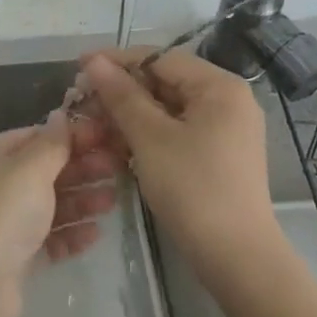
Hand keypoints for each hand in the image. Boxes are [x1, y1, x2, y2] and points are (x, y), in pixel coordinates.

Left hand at [0, 113, 118, 316]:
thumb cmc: (0, 215)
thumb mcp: (30, 169)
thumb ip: (52, 143)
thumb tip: (61, 115)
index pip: (37, 136)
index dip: (72, 135)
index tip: (109, 136)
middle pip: (45, 170)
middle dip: (81, 168)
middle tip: (119, 168)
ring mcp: (4, 221)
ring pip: (49, 204)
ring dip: (81, 200)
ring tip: (113, 201)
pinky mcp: (14, 256)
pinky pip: (48, 238)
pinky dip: (70, 234)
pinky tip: (95, 234)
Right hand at [77, 48, 274, 271]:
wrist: (237, 259)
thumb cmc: (193, 189)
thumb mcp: (150, 138)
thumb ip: (121, 95)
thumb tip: (94, 60)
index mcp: (219, 87)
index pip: (160, 58)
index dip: (117, 61)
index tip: (79, 67)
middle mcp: (227, 100)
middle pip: (164, 82)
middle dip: (122, 91)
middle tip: (83, 102)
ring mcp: (226, 129)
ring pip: (168, 108)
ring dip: (131, 115)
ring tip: (94, 126)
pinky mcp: (219, 154)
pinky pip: (177, 130)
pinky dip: (149, 135)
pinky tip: (119, 146)